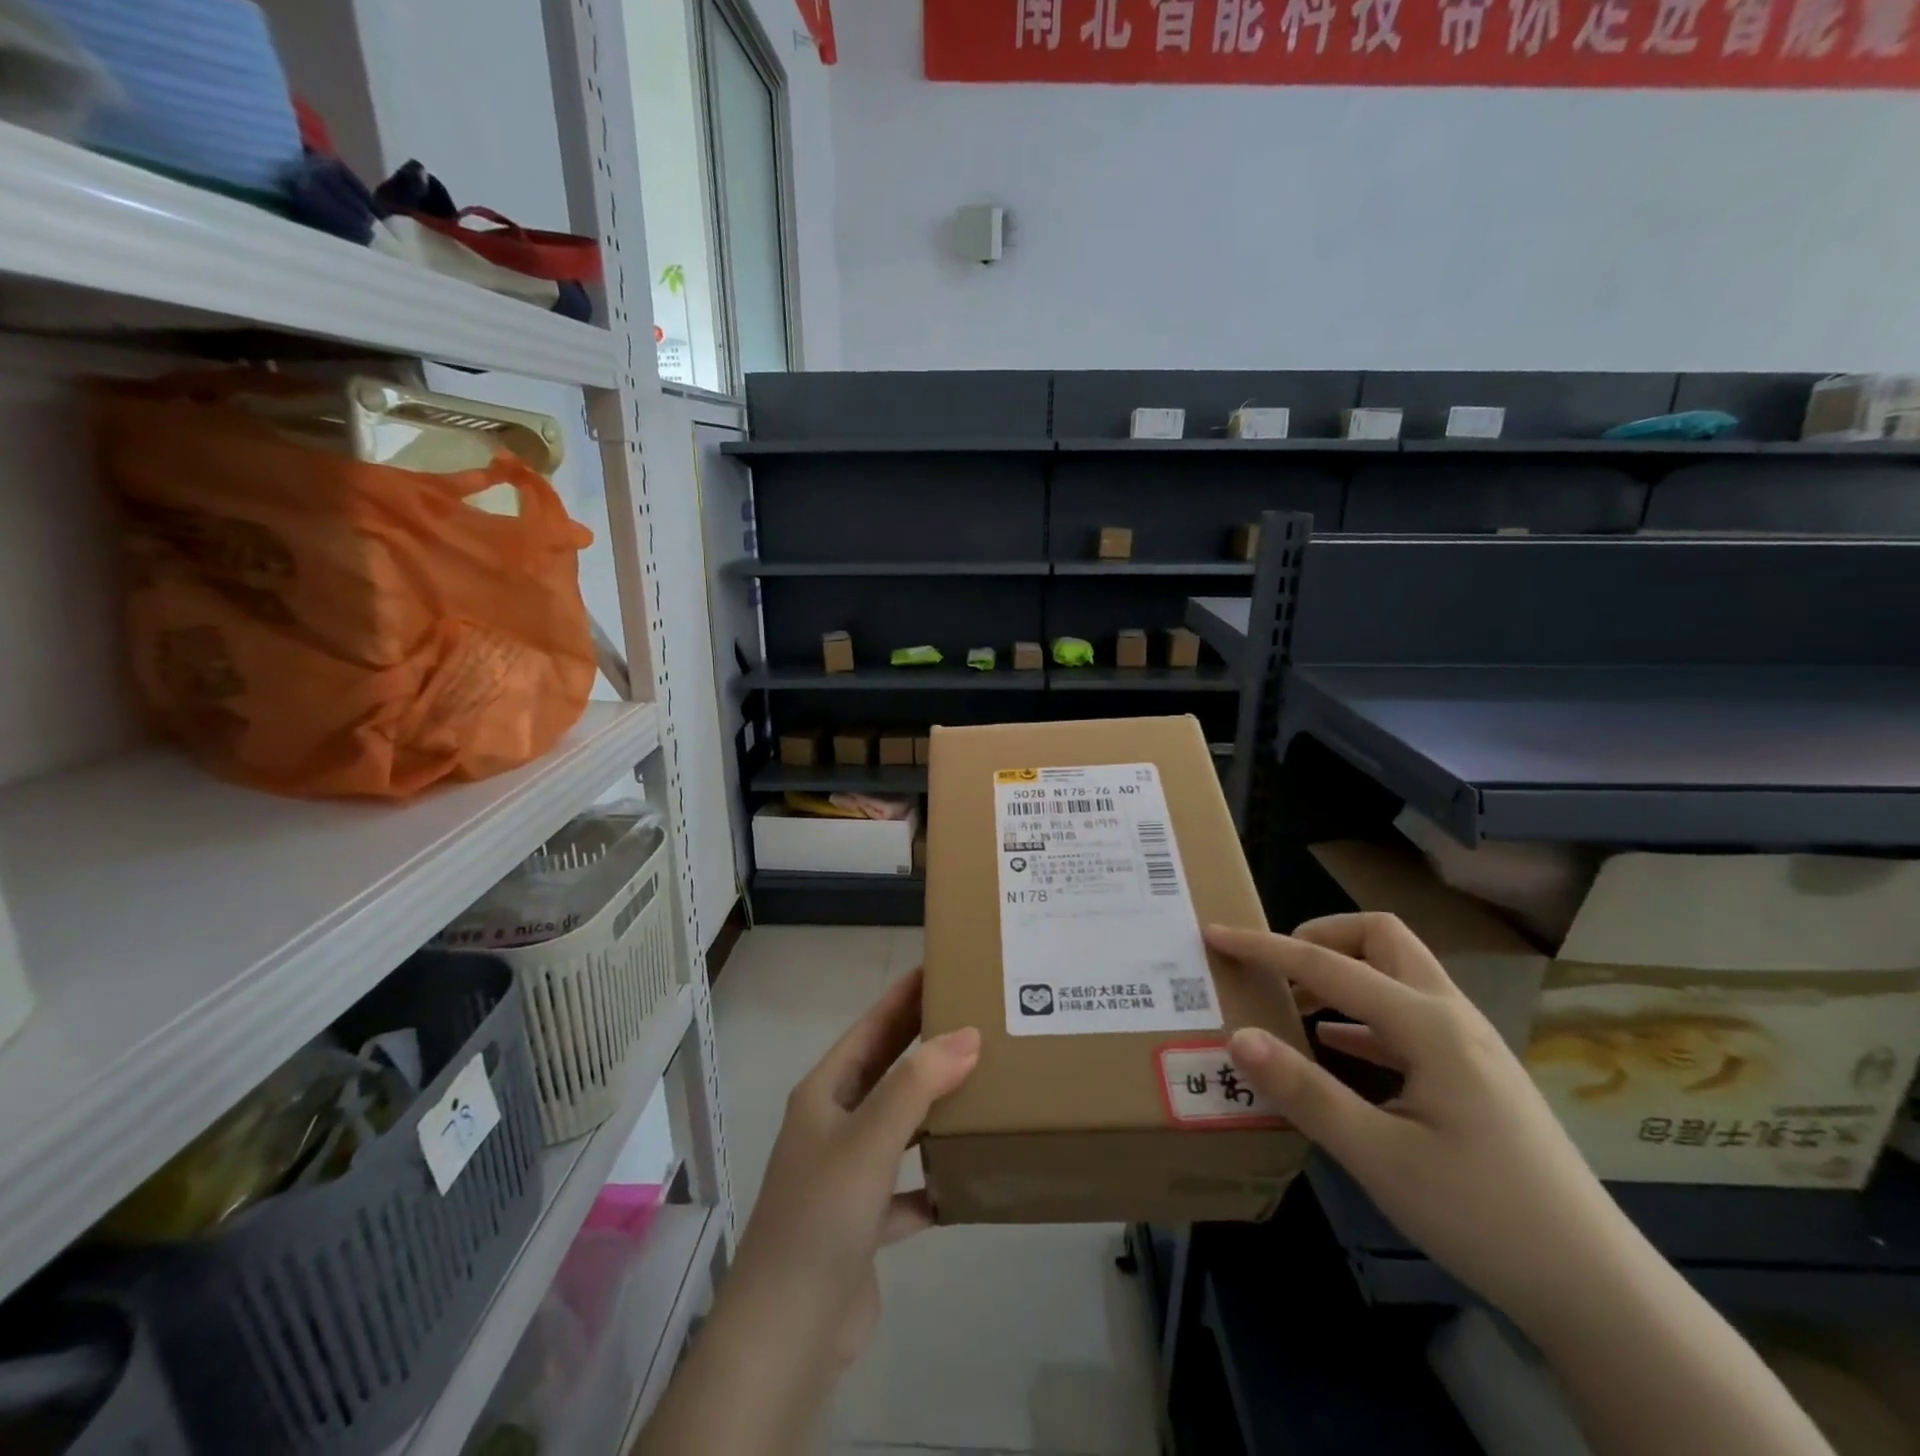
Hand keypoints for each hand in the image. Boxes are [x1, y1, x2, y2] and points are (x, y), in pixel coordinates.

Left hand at [729, 969, 979, 1366]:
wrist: (789, 1330)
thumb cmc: (823, 1213)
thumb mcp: (871, 1138)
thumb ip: (918, 1083)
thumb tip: (967, 1034)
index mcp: (824, 1093)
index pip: (870, 1028)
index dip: (902, 996)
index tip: (939, 967)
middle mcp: (832, 1126)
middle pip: (885, 1072)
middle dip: (923, 1045)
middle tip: (973, 1016)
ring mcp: (846, 1175)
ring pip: (898, 1127)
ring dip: (932, 1110)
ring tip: (981, 1087)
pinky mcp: (863, 1223)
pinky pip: (906, 1189)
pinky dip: (932, 1182)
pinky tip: (966, 1177)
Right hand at [1206, 915, 1636, 1336]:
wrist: (1596, 1291)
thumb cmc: (1484, 1216)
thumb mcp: (1379, 1157)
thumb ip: (1305, 1091)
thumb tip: (1240, 1037)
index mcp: (1427, 1025)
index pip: (1328, 964)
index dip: (1265, 947)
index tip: (1215, 935)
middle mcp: (1450, 1017)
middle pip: (1381, 938)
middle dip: (1321, 938)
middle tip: (1276, 970)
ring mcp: (1468, 1045)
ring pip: (1398, 975)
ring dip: (1343, 975)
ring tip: (1294, 1008)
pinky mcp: (1473, 1074)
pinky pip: (1406, 1018)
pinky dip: (1361, 1018)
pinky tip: (1336, 1051)